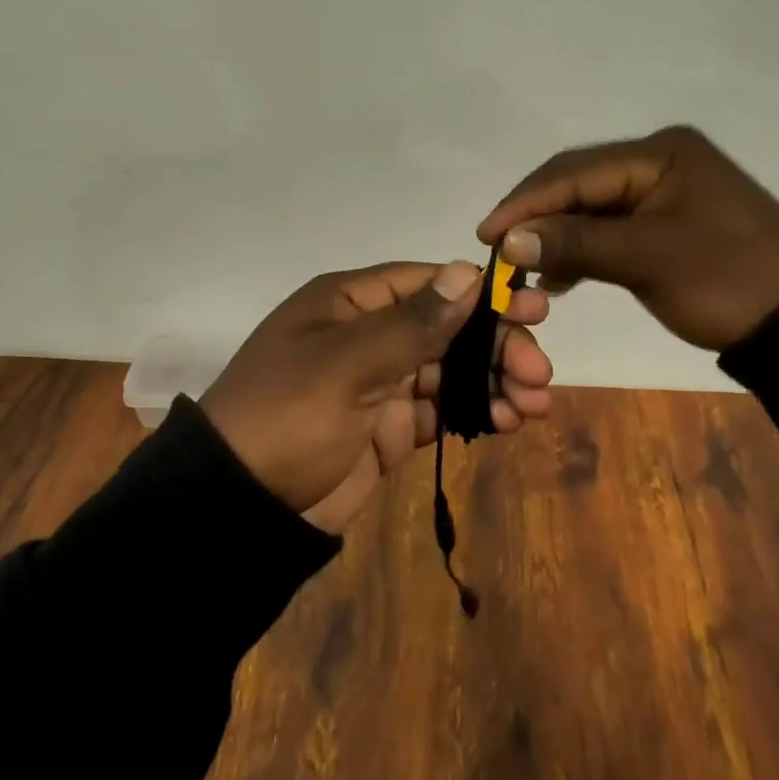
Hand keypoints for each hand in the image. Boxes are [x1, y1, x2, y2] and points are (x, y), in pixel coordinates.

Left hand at [200, 260, 553, 534]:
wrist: (238, 507)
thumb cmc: (289, 414)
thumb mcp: (348, 363)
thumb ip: (413, 323)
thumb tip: (466, 272)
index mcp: (349, 302)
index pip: (426, 284)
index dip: (479, 294)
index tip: (531, 307)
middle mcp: (367, 334)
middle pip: (445, 328)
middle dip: (494, 344)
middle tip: (539, 369)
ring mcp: (378, 383)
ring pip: (448, 370)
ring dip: (492, 380)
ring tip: (536, 401)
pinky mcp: (386, 428)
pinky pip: (439, 409)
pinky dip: (473, 411)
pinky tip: (509, 420)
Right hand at [476, 125, 778, 354]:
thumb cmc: (728, 281)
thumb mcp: (647, 259)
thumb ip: (575, 243)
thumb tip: (507, 239)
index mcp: (659, 153)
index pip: (574, 171)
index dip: (526, 202)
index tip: (485, 234)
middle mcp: (659, 161)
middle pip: (580, 183)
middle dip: (538, 216)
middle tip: (497, 248)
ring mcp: (666, 191)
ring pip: (593, 207)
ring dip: (558, 235)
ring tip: (524, 265)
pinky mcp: (670, 222)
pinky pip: (613, 227)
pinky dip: (585, 248)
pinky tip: (561, 275)